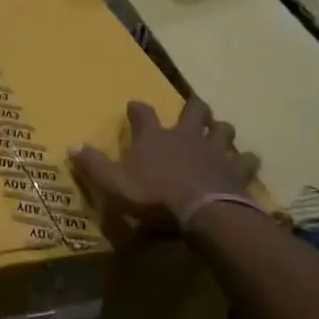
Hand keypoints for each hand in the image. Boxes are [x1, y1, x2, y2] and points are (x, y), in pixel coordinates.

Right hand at [70, 96, 260, 242]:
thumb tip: (71, 146)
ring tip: (219, 131)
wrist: (204, 212)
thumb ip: (93, 164)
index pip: (143, 113)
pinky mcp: (236, 169)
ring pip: (223, 129)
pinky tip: (246, 161)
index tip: (134, 105)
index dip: (138, 109)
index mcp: (154, 136)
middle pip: (194, 110)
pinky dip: (246, 159)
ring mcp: (215, 150)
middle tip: (192, 108)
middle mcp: (186, 135)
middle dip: (193, 106)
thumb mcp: (113, 182)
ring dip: (220, 128)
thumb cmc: (154, 195)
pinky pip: (246, 159)